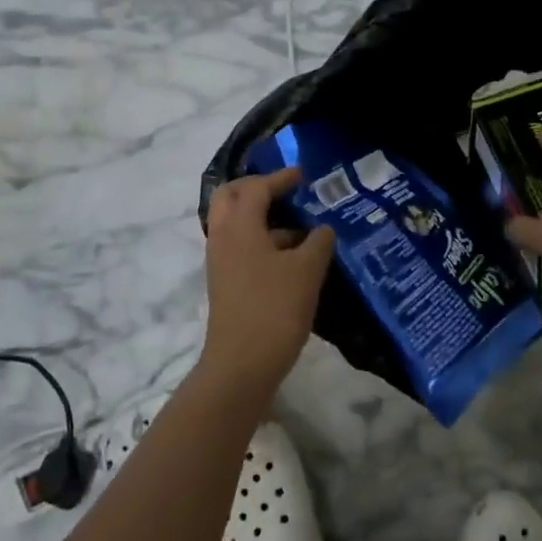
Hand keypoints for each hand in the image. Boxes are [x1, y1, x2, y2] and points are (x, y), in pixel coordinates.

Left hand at [201, 168, 335, 395]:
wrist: (241, 365)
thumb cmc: (275, 309)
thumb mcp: (306, 271)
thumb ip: (318, 242)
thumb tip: (321, 230)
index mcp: (239, 226)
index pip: (256, 188)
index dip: (280, 178)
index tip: (303, 175)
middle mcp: (223, 236)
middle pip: (230, 197)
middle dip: (255, 188)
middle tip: (284, 190)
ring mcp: (220, 261)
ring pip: (234, 223)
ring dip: (260, 216)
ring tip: (298, 225)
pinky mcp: (224, 282)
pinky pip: (239, 246)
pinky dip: (260, 239)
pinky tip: (290, 255)